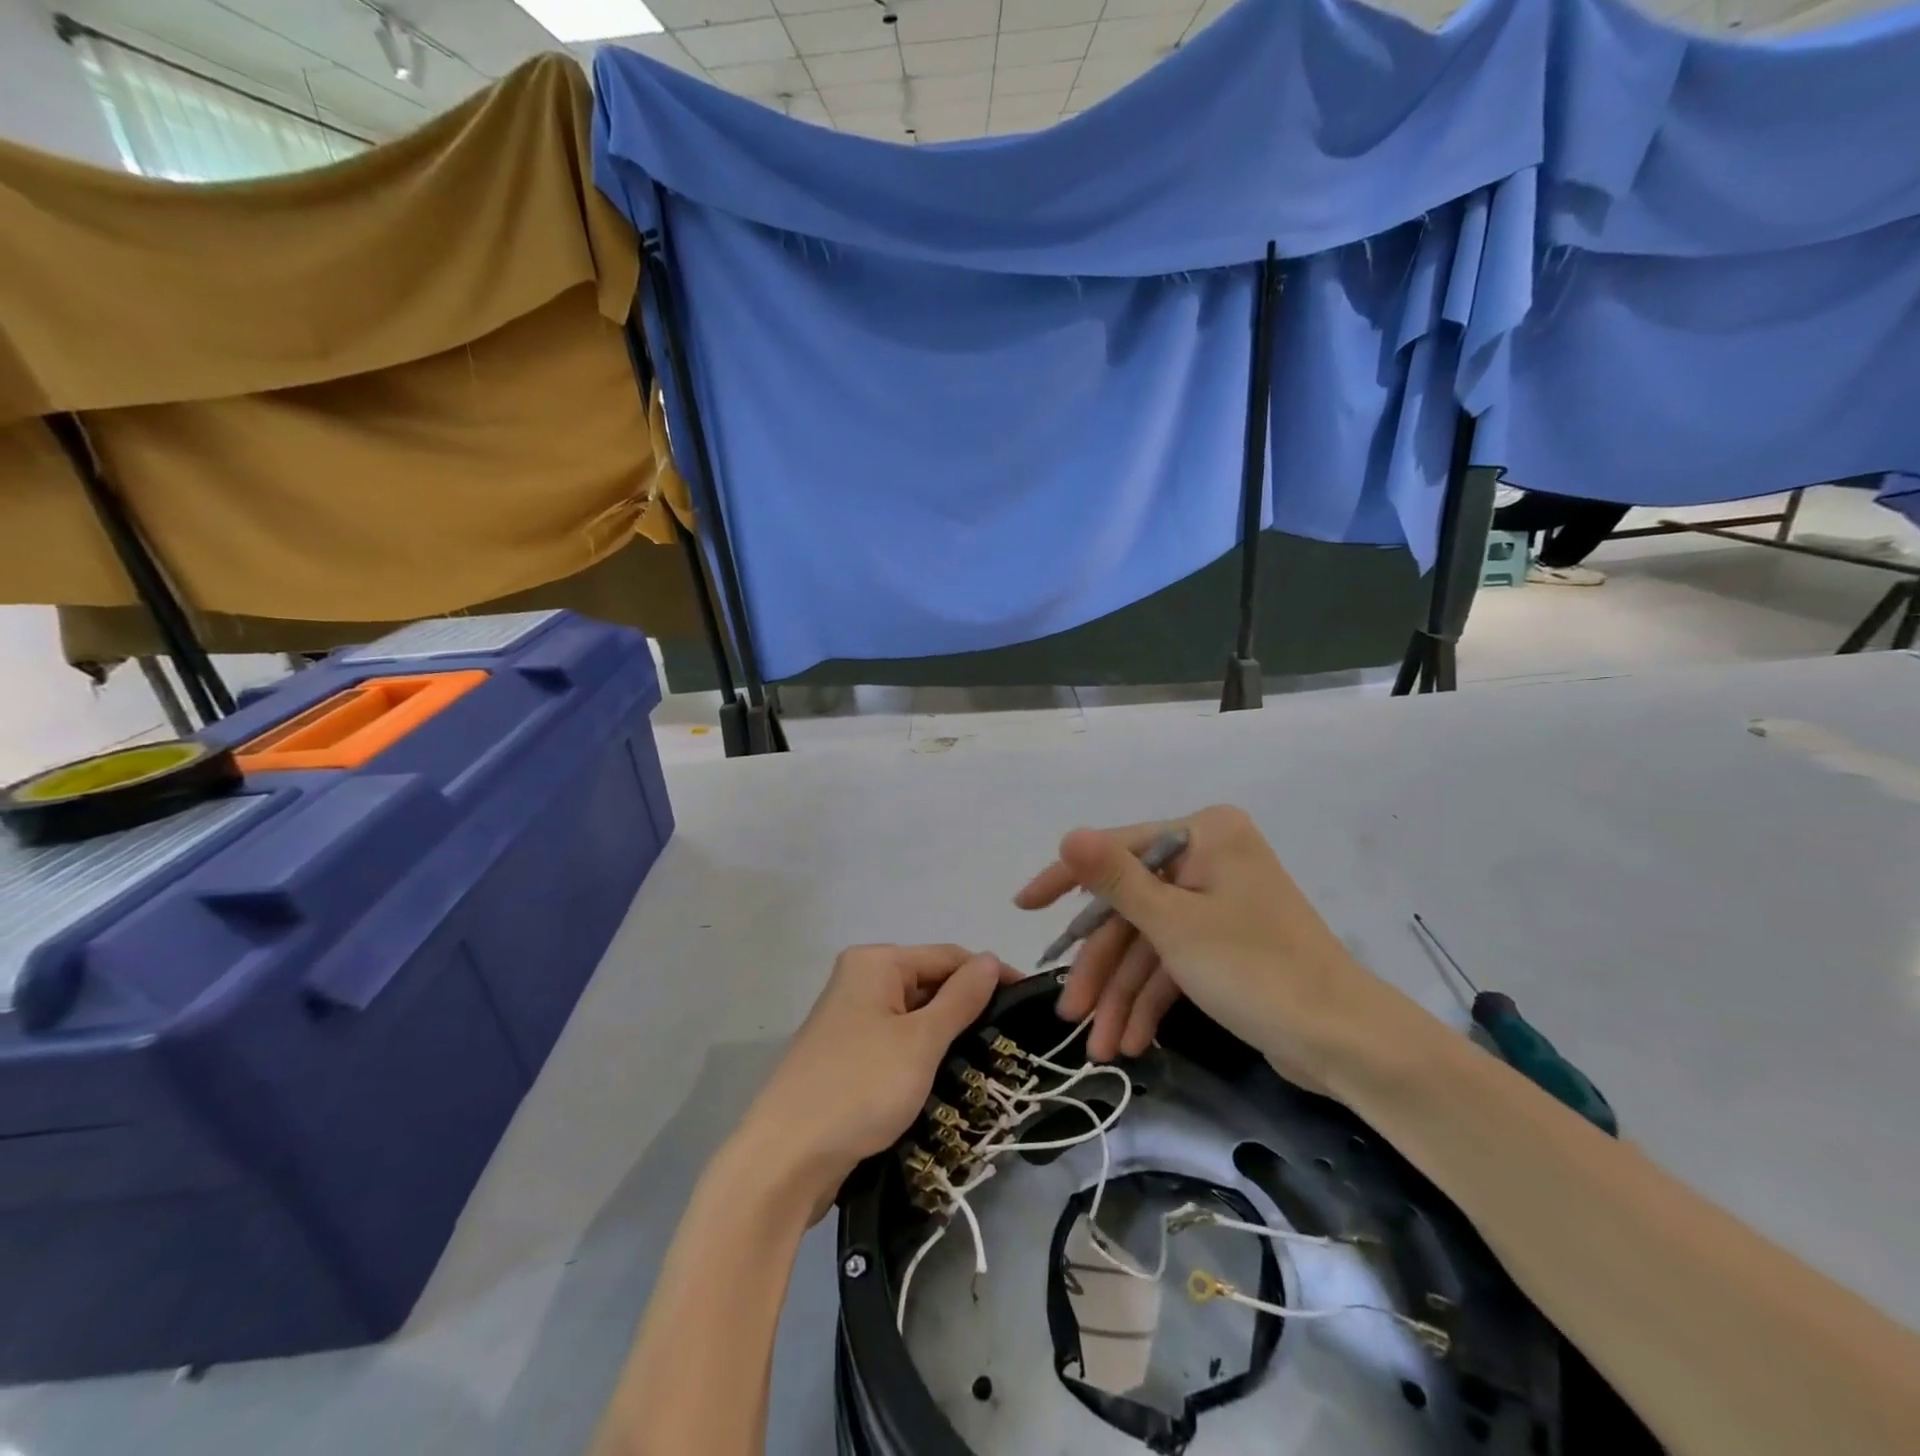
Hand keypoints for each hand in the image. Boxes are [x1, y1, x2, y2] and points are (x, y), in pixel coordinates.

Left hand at [731, 944, 1017, 1222]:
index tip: (1030, 1001)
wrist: (784, 1160)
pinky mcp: (847, 1055)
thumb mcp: (921, 1041)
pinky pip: (897, 1041)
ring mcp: (851, 1019)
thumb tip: (991, 959)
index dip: (990, 975)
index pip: (948, 956)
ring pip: (915, 1015)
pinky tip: (948, 1077)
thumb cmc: (860, 1088)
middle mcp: (861, 980)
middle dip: (968, 1007)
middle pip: (930, 982)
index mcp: (876, 962)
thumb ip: (961, 998)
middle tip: (1012, 1039)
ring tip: (990, 1060)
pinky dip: (923, 1054)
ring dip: (948, 1035)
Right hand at [1015, 806, 1407, 1091]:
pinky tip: (1128, 1042)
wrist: (1347, 1043)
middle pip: (1132, 907)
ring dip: (1121, 995)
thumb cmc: (1257, 970)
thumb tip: (1067, 834)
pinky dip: (1150, 1002)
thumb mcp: (1174, 925)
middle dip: (1101, 967)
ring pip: (1149, 943)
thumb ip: (1115, 879)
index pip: (1118, 849)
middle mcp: (1210, 859)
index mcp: (1205, 835)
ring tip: (1097, 1048)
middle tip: (1067, 1012)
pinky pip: (1173, 964)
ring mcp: (1217, 904)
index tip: (1023, 907)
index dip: (1066, 881)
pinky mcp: (1225, 945)